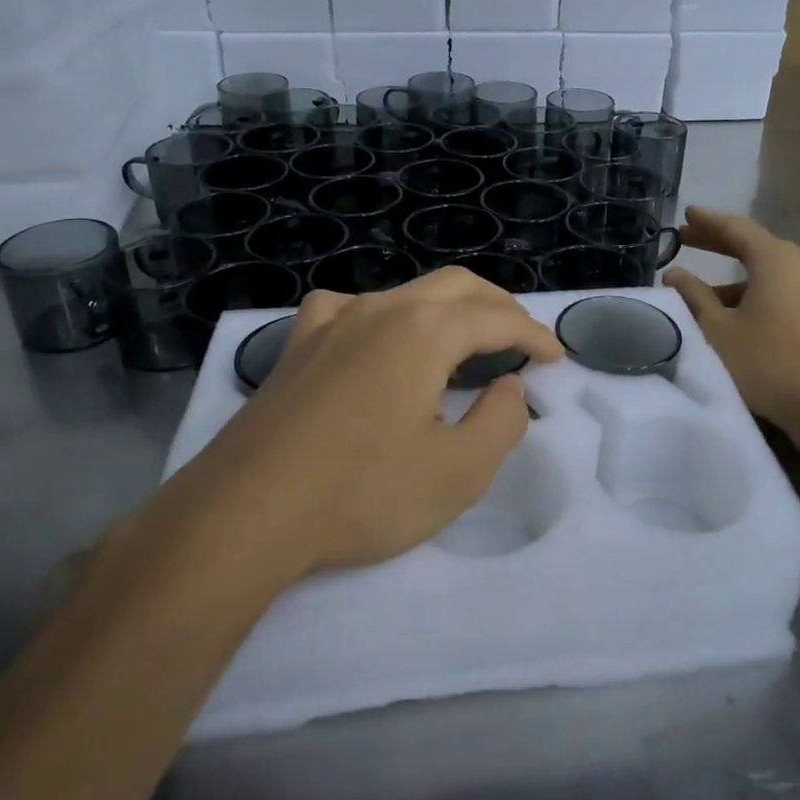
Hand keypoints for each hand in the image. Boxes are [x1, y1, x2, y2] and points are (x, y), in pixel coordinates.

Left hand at [158, 268, 563, 581]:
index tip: (556, 358)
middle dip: (498, 306)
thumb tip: (508, 385)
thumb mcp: (458, 472)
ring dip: (448, 308)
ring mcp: (331, 321)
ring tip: (466, 340)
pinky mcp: (298, 344)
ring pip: (406, 292)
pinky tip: (379, 339)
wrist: (244, 513)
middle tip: (522, 339)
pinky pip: (352, 308)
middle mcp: (380, 309)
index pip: (496, 317)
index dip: (533, 335)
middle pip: (456, 286)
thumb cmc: (360, 494)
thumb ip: (502, 420)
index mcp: (423, 331)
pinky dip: (387, 315)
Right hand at [663, 206, 799, 436]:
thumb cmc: (767, 362)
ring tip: (698, 290)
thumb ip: (693, 296)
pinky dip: (749, 295)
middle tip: (686, 239)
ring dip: (730, 278)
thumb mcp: (717, 329)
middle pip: (752, 247)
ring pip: (764, 275)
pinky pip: (777, 294)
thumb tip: (674, 274)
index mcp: (775, 260)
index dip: (707, 222)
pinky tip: (731, 316)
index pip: (735, 228)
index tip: (686, 214)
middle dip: (717, 243)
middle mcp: (799, 268)